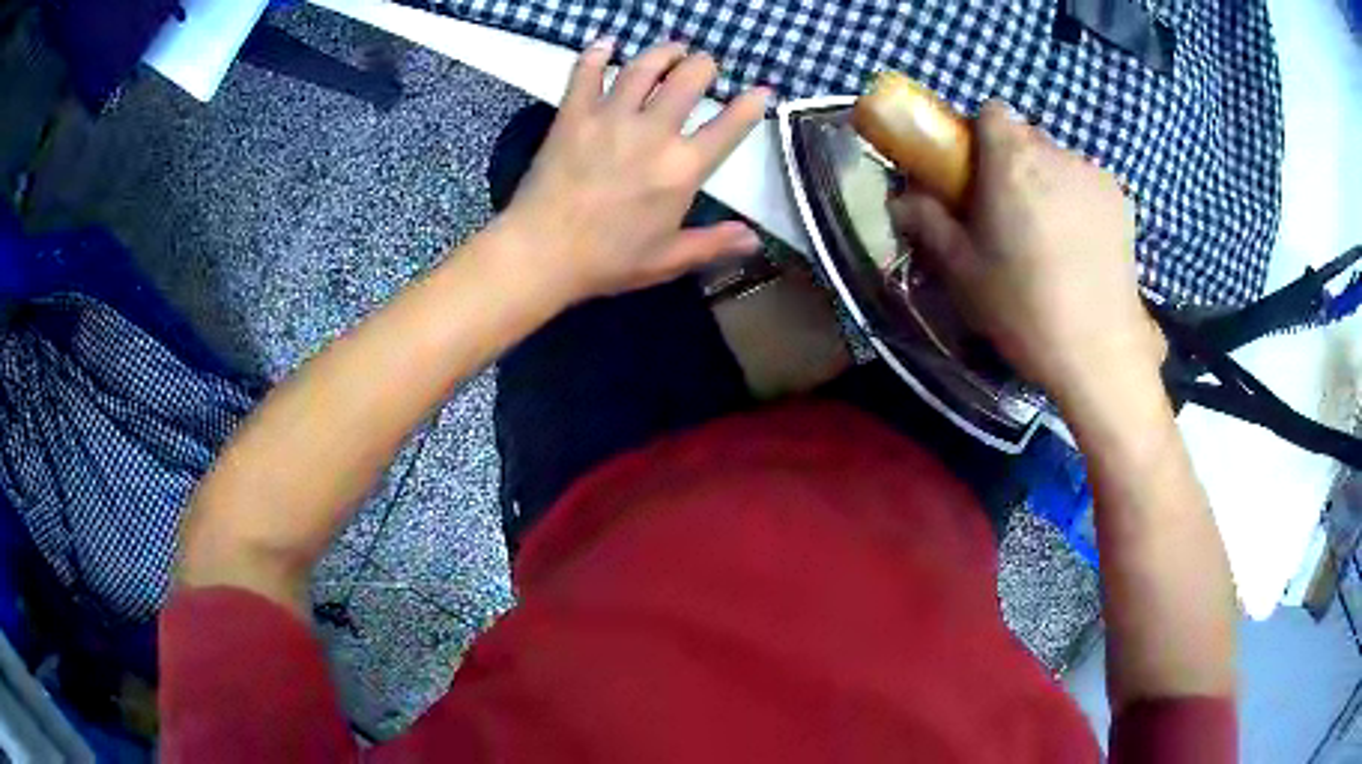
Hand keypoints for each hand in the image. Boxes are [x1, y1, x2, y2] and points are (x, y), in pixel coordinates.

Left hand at [500, 39, 770, 302]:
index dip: (750, 105)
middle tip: (705, 65)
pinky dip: (597, 54)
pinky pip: (587, 73)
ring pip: (644, 67)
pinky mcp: (574, 114)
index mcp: (682, 168)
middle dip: (705, 66)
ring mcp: (610, 118)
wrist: (541, 253)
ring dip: (664, 52)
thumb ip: (714, 244)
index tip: (760, 91)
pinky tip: (606, 44)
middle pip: (688, 80)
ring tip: (673, 48)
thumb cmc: (608, 260)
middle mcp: (652, 132)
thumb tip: (755, 240)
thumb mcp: (668, 259)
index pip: (728, 127)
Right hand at [888, 101, 1164, 405]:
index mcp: (1012, 160)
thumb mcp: (963, 272)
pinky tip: (1079, 248)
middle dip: (1013, 163)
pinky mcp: (1122, 201)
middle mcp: (1056, 153)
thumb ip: (928, 223)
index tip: (975, 175)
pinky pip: (1087, 184)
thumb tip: (901, 199)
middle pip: (1026, 137)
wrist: (1099, 353)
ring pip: (1059, 161)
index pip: (991, 111)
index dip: (979, 135)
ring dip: (1047, 183)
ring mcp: (1094, 175)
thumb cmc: (1023, 309)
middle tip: (1008, 215)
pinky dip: (1078, 201)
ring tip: (1049, 239)